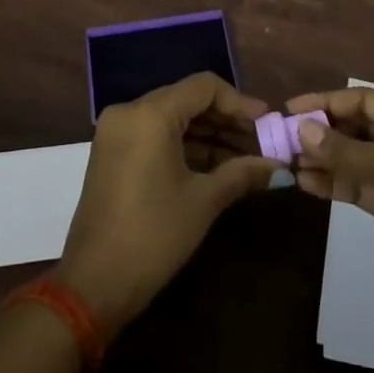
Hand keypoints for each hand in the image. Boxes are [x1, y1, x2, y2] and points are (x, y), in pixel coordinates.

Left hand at [56, 73, 281, 334]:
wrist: (93, 285)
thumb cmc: (153, 236)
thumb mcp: (203, 201)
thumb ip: (242, 174)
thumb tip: (280, 168)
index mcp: (151, 113)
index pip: (204, 87)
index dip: (239, 102)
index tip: (266, 122)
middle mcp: (130, 111)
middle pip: (187, 100)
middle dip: (226, 120)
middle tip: (260, 142)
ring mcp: (117, 131)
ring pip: (172, 118)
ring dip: (207, 135)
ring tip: (244, 158)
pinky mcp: (111, 152)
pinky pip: (155, 134)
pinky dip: (184, 145)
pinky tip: (215, 165)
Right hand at [288, 88, 373, 329]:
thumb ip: (345, 150)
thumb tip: (302, 128)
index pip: (363, 99)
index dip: (326, 102)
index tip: (290, 109)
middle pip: (358, 126)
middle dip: (322, 131)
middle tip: (283, 139)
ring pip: (355, 158)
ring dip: (324, 159)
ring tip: (288, 163)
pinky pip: (359, 185)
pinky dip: (335, 183)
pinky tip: (307, 185)